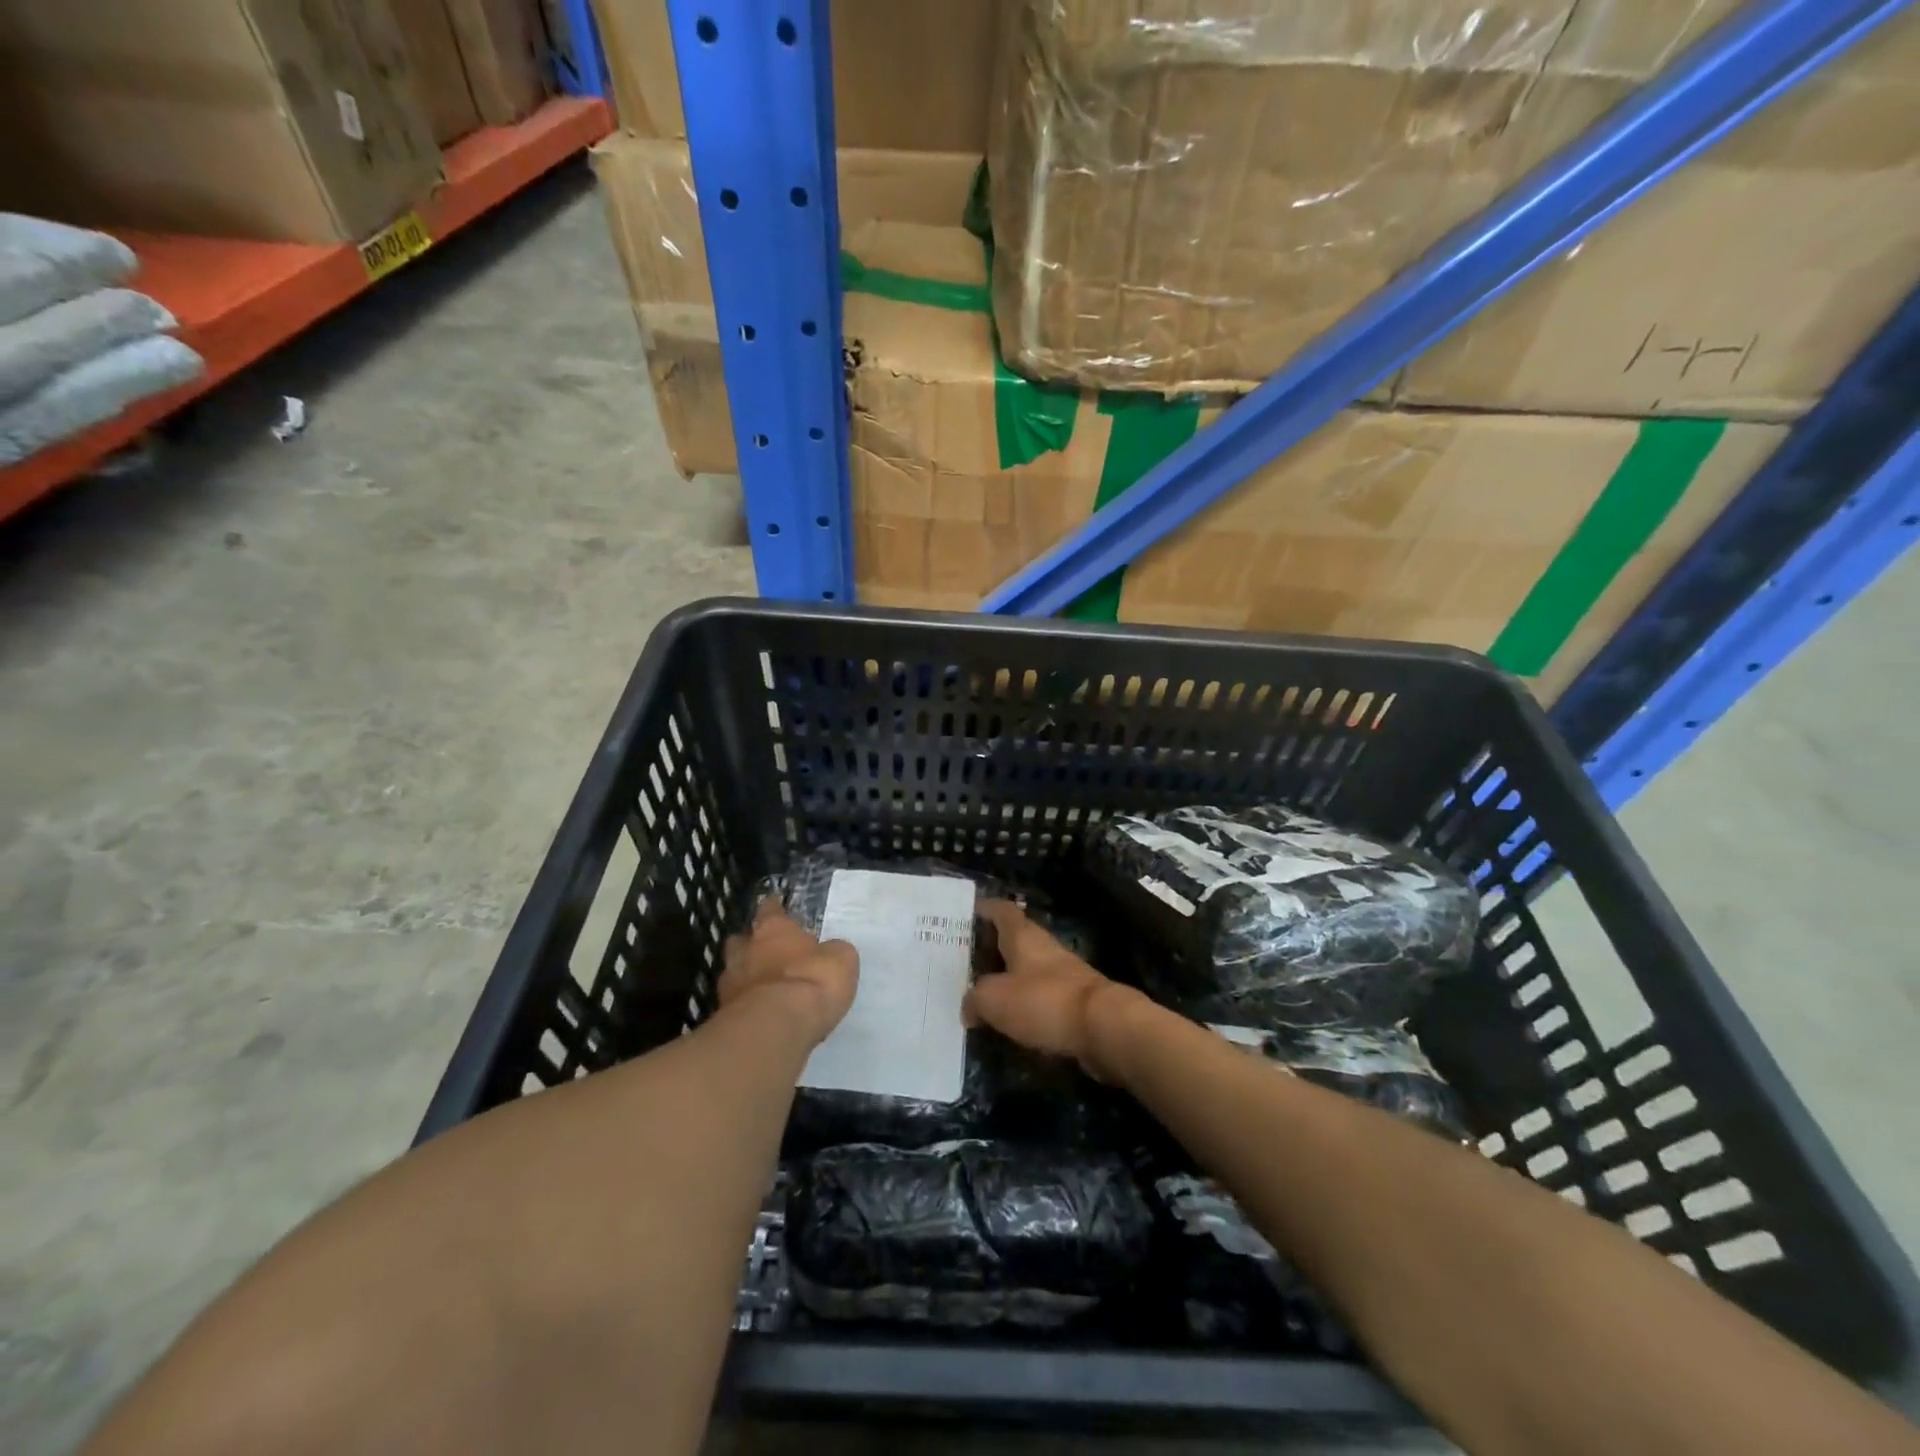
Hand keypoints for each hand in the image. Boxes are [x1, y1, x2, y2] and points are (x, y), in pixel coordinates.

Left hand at [719, 898, 857, 1048]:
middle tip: (766, 952)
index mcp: (774, 929)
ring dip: (746, 977)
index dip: (774, 908)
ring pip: (733, 971)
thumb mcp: (840, 959)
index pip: (770, 910)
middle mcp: (746, 950)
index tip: (775, 906)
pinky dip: (746, 1005)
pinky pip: (735, 1003)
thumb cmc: (813, 981)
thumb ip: (831, 951)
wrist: (777, 1026)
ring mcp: (730, 983)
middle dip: (751, 944)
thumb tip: (829, 953)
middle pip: (741, 940)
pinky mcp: (725, 1014)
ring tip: (764, 988)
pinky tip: (760, 1014)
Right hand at [966, 900, 1135, 1080]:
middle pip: (1014, 939)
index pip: (1002, 910)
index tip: (967, 912)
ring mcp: (1062, 973)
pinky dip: (1023, 1002)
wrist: (1103, 1026)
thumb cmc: (1044, 1000)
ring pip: (1027, 968)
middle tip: (964, 960)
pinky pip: (1040, 995)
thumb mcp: (994, 999)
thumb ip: (975, 998)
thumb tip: (969, 1006)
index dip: (985, 908)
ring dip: (1007, 977)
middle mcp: (1043, 947)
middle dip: (991, 947)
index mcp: (1023, 936)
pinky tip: (1008, 1018)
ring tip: (980, 992)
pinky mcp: (1073, 1001)